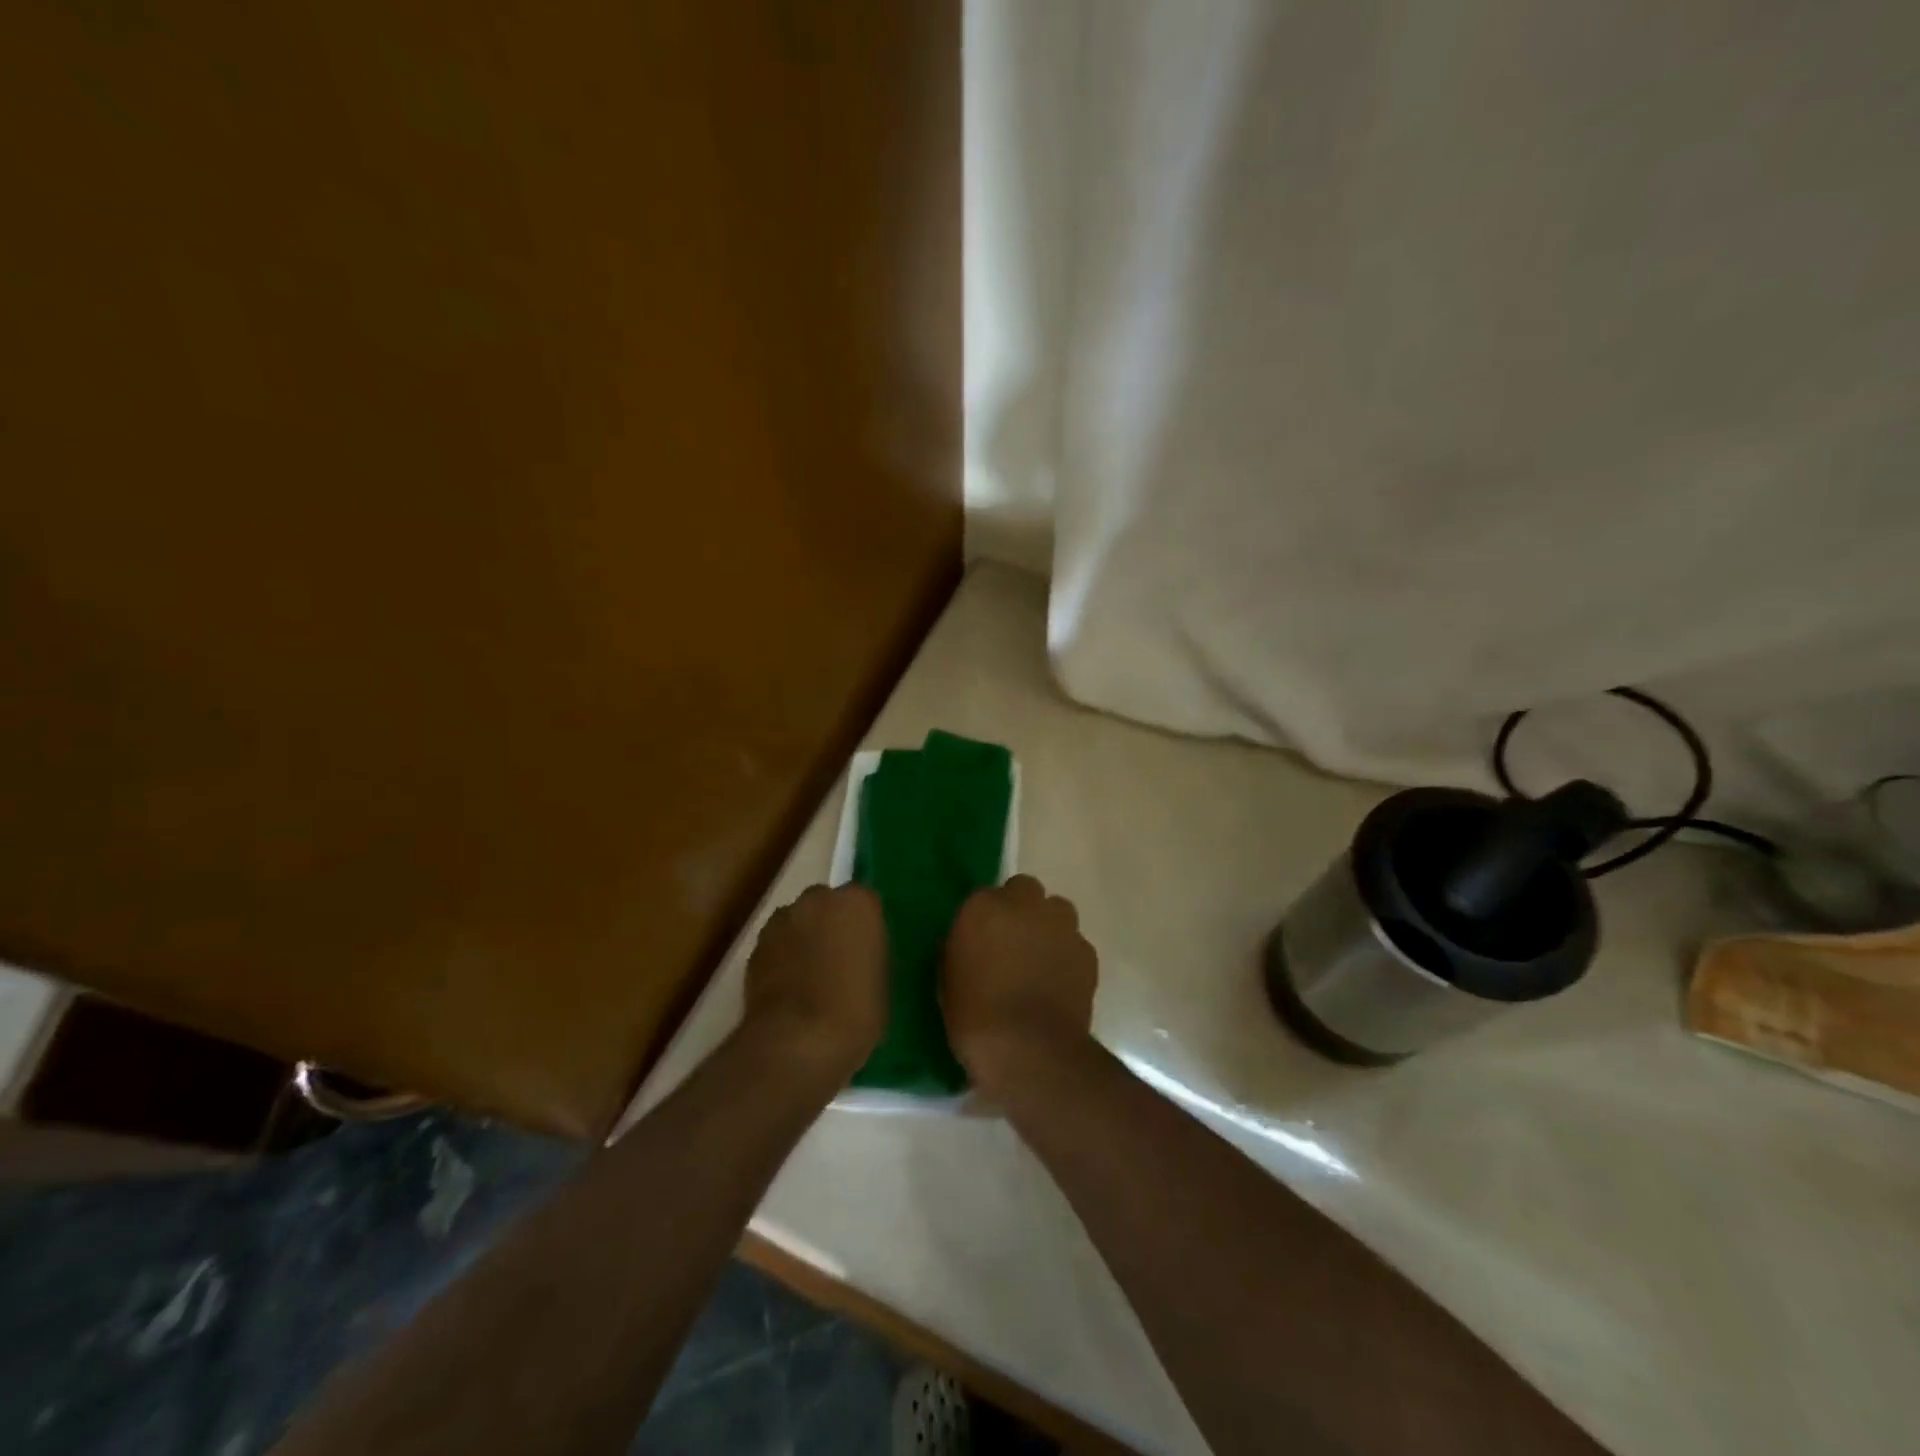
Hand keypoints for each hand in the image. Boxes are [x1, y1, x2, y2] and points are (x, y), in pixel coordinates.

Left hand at [742, 884, 888, 1082]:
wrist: (798, 1042)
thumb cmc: (856, 1011)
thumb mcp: (881, 980)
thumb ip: (869, 953)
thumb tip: (858, 953)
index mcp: (857, 903)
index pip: (865, 902)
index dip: (864, 926)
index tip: (866, 949)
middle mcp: (818, 900)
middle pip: (826, 904)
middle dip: (830, 924)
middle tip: (838, 958)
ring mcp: (782, 920)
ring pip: (797, 921)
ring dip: (803, 938)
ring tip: (809, 975)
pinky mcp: (755, 946)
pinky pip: (776, 944)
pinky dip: (781, 957)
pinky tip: (788, 988)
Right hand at [942, 875, 1096, 1096]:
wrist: (1029, 1050)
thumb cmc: (974, 1017)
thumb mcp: (948, 978)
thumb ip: (962, 946)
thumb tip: (974, 942)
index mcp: (982, 907)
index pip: (984, 897)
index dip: (985, 919)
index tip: (981, 940)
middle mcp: (1025, 904)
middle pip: (1024, 890)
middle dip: (1019, 909)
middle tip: (1011, 942)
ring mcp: (1061, 925)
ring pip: (1056, 910)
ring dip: (1047, 926)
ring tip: (1039, 959)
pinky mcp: (1086, 952)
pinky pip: (1075, 943)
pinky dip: (1067, 955)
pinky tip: (1059, 982)